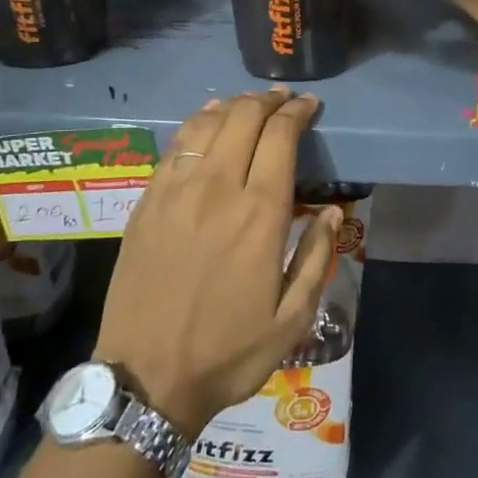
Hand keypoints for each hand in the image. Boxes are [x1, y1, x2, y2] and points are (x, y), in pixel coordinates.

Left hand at [94, 89, 339, 436]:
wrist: (146, 377)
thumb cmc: (228, 352)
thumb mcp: (292, 319)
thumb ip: (317, 258)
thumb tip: (331, 211)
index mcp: (260, 215)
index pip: (281, 138)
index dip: (298, 112)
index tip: (309, 105)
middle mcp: (218, 189)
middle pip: (244, 118)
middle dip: (268, 101)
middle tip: (283, 99)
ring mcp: (176, 191)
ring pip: (207, 124)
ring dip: (233, 105)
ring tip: (249, 104)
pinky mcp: (147, 201)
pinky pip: (176, 146)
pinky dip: (197, 123)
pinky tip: (206, 120)